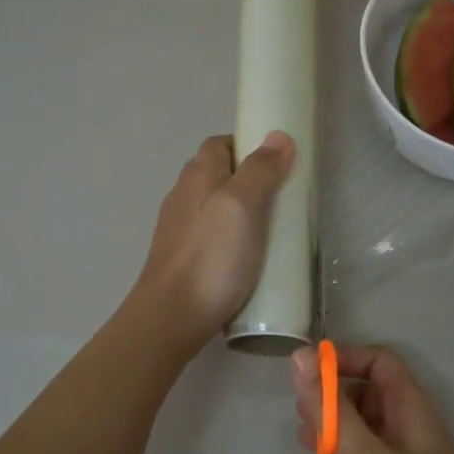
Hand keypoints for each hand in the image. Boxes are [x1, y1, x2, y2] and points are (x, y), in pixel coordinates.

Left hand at [136, 132, 295, 348]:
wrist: (171, 317)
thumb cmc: (211, 258)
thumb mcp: (242, 206)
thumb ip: (260, 171)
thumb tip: (278, 136)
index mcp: (196, 176)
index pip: (219, 144)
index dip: (248, 146)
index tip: (278, 164)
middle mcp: (182, 196)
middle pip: (217, 174)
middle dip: (248, 180)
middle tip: (281, 199)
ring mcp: (179, 230)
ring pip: (213, 207)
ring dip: (240, 212)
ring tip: (269, 230)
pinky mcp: (182, 259)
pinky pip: (210, 236)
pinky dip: (230, 238)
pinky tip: (246, 258)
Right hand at [290, 343, 453, 453]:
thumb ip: (329, 408)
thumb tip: (298, 356)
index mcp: (411, 406)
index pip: (378, 361)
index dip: (343, 358)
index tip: (305, 373)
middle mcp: (407, 425)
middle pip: (367, 389)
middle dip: (332, 390)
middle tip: (299, 408)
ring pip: (361, 423)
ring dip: (331, 420)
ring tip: (302, 432)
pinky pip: (361, 453)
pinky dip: (337, 448)